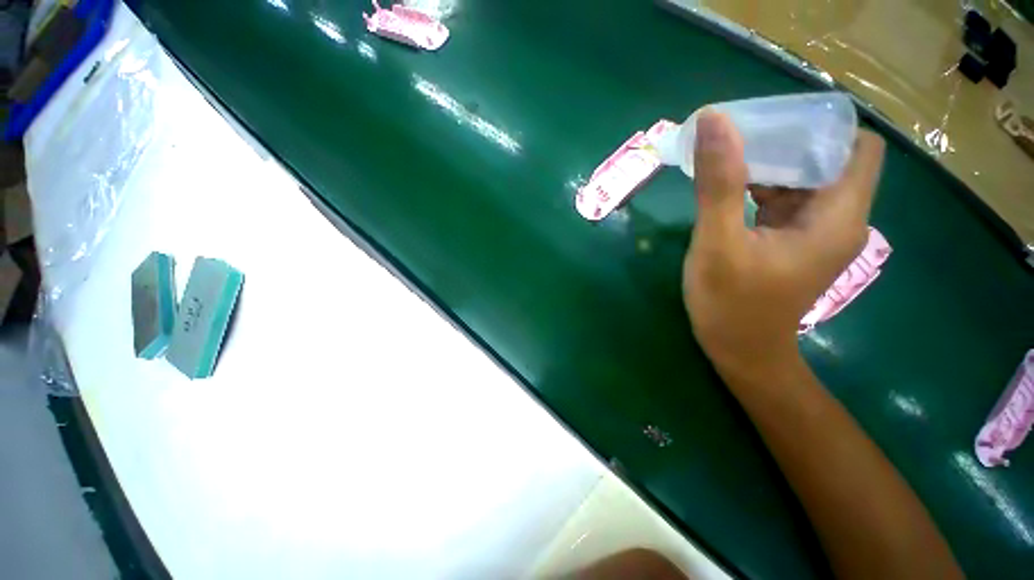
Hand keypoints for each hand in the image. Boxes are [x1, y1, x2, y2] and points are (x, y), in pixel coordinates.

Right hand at [683, 109, 884, 380]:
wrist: (740, 351)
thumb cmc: (730, 304)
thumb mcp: (718, 244)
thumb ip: (719, 184)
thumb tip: (714, 122)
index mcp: (836, 217)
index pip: (856, 147)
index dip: (819, 127)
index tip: (770, 124)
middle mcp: (837, 219)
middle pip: (827, 160)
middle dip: (784, 142)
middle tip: (735, 139)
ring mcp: (814, 232)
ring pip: (802, 180)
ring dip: (767, 165)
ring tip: (725, 161)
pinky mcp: (791, 242)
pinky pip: (784, 201)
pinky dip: (758, 188)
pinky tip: (727, 191)